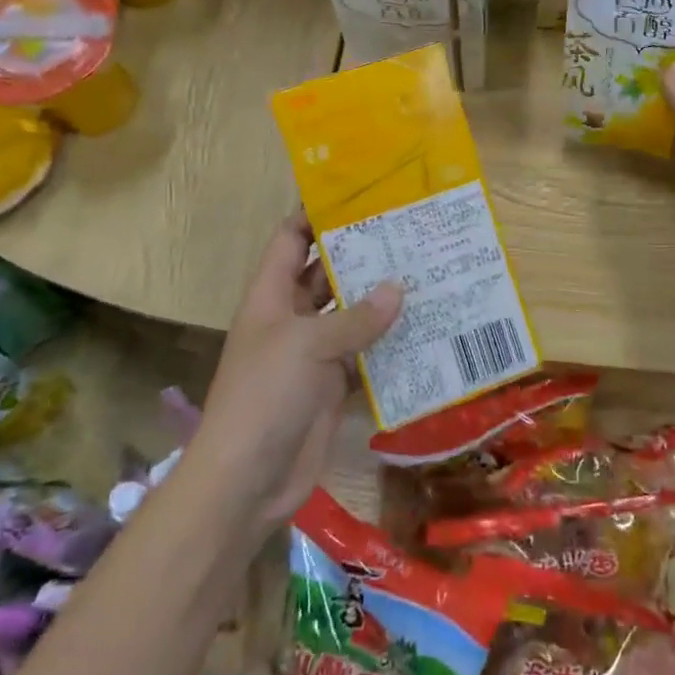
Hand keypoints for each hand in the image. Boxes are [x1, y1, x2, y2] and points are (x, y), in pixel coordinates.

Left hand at [190, 214, 401, 527]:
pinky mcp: (332, 385)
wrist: (247, 479)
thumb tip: (399, 287)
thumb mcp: (308, 345)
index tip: (361, 194)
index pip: (291, 238)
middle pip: (326, 273)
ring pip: (351, 314)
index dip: (317, 213)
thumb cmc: (265, 395)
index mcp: (272, 295)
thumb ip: (356, 317)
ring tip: (428, 272)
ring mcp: (313, 353)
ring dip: (382, 299)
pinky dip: (389, 344)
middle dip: (362, 254)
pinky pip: (365, 354)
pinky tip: (426, 328)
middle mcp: (292, 317)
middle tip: (411, 231)